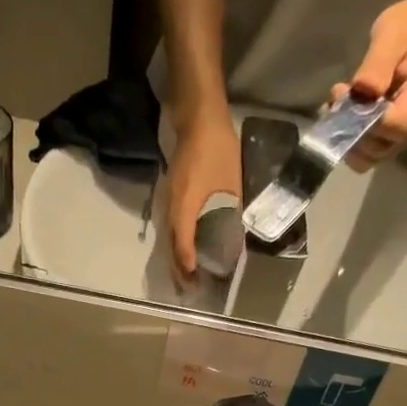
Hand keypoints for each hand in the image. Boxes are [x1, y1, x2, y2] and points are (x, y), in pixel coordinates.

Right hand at [166, 112, 241, 281]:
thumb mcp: (232, 183)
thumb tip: (238, 238)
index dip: (187, 264)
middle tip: (189, 287)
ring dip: (176, 257)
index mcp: (186, 206)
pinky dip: (176, 241)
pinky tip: (185, 248)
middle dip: (179, 268)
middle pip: (171, 245)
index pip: (182, 243)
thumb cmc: (218, 149)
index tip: (194, 280)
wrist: (199, 117)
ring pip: (168, 236)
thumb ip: (233, 212)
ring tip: (186, 274)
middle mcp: (172, 206)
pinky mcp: (171, 194)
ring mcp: (169, 199)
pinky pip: (170, 225)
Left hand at [334, 0, 406, 169]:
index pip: (395, 127)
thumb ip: (377, 64)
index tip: (351, 99)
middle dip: (353, 133)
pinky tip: (344, 112)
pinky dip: (352, 138)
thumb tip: (361, 90)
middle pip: (381, 150)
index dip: (368, 123)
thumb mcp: (392, 32)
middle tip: (339, 100)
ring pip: (372, 156)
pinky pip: (371, 149)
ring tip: (339, 105)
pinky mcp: (396, 135)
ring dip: (348, 138)